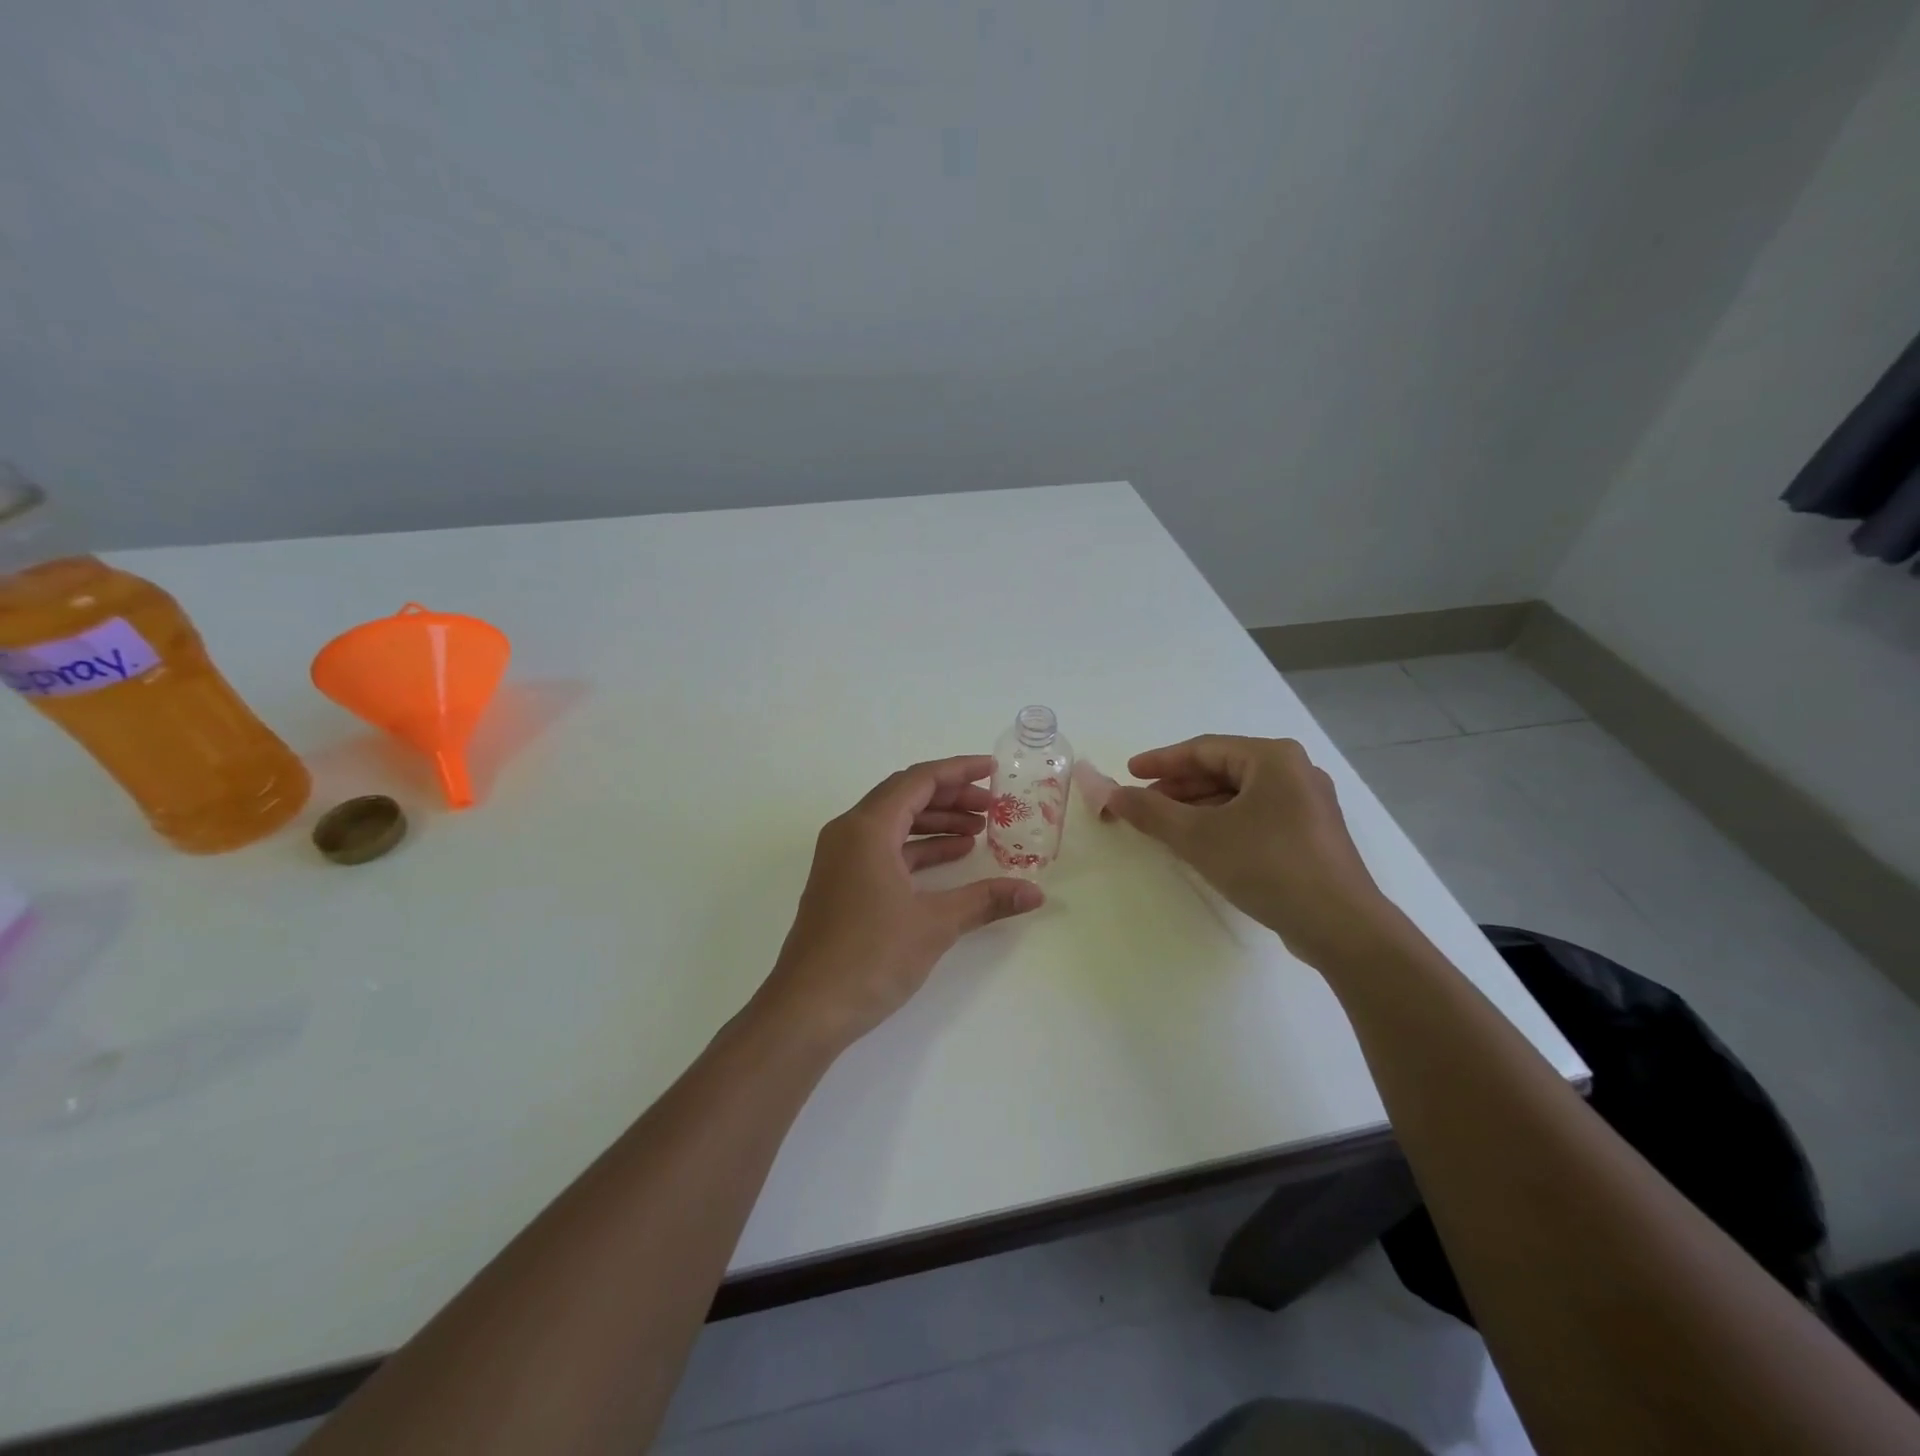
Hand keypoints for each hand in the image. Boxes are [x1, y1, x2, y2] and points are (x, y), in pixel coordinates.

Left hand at [759, 755, 1044, 1048]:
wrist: (807, 1009)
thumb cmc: (869, 956)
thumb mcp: (935, 924)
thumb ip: (986, 901)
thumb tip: (1035, 893)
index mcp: (867, 828)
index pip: (917, 780)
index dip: (958, 771)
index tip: (993, 771)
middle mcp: (849, 833)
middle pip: (905, 796)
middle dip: (951, 796)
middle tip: (992, 806)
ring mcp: (841, 860)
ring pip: (894, 824)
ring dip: (936, 822)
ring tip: (979, 831)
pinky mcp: (842, 884)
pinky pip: (885, 849)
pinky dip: (918, 848)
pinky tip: (951, 859)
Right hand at [1105, 735, 1396, 967]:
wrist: (1340, 926)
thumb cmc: (1267, 865)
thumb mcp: (1199, 837)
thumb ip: (1151, 812)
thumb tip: (1112, 795)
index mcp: (1273, 758)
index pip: (1204, 749)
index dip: (1161, 761)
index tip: (1128, 773)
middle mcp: (1294, 771)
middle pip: (1222, 770)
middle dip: (1178, 787)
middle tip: (1142, 804)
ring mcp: (1307, 804)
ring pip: (1239, 795)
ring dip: (1198, 807)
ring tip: (1164, 826)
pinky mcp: (1311, 835)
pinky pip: (1255, 816)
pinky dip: (1222, 823)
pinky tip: (1201, 844)